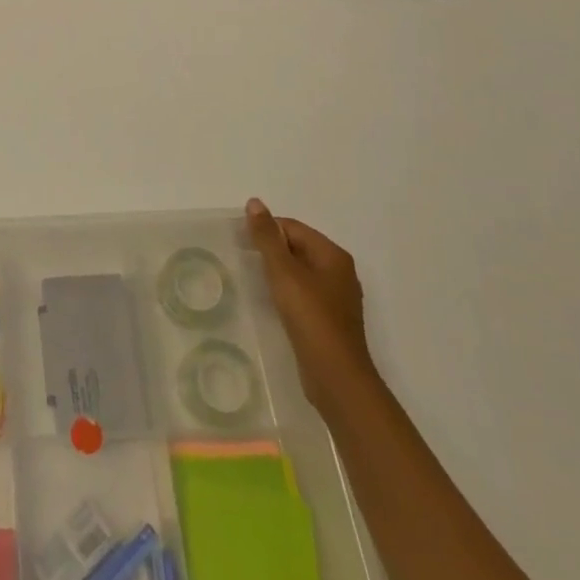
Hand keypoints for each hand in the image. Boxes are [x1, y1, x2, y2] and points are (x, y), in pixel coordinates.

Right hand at [246, 199, 377, 414]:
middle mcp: (339, 272)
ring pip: (299, 272)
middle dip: (270, 251)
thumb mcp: (283, 272)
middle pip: (297, 248)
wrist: (336, 377)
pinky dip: (285, 293)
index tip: (240, 243)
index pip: (292, 227)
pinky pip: (303, 294)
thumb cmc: (310, 317)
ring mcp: (336, 298)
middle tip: (242, 260)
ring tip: (252, 280)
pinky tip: (270, 303)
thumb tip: (255, 202)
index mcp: (333, 255)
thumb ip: (267, 237)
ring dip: (276, 273)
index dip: (266, 231)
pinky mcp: (329, 320)